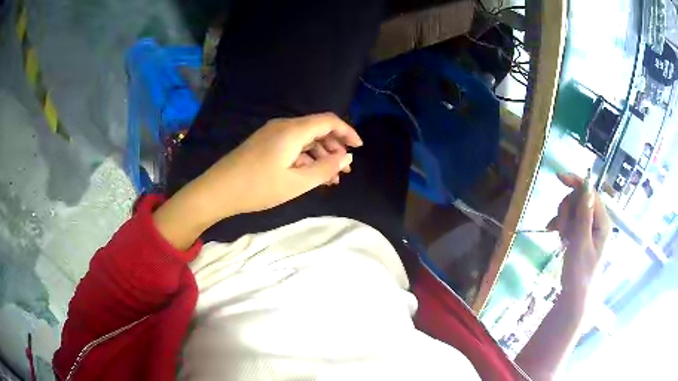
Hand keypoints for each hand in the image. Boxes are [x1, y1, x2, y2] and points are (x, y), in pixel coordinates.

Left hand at [196, 112, 361, 217]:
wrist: (218, 190)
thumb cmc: (257, 188)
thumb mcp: (296, 183)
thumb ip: (325, 169)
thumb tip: (346, 157)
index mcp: (293, 130)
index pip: (328, 121)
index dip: (347, 132)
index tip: (359, 148)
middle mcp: (283, 126)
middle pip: (317, 129)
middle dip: (335, 147)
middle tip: (344, 169)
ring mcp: (272, 134)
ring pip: (305, 139)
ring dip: (320, 155)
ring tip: (330, 178)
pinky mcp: (265, 143)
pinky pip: (292, 145)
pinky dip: (305, 158)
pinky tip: (310, 175)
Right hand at [546, 173, 610, 299]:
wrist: (574, 296)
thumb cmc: (580, 273)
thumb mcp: (581, 244)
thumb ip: (584, 216)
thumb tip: (587, 188)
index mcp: (602, 222)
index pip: (591, 193)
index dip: (576, 183)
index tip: (558, 177)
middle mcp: (598, 222)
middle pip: (580, 200)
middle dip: (567, 209)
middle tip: (560, 228)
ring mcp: (589, 229)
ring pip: (573, 210)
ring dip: (563, 219)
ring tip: (560, 236)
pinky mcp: (581, 235)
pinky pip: (570, 221)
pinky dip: (561, 225)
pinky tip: (553, 233)